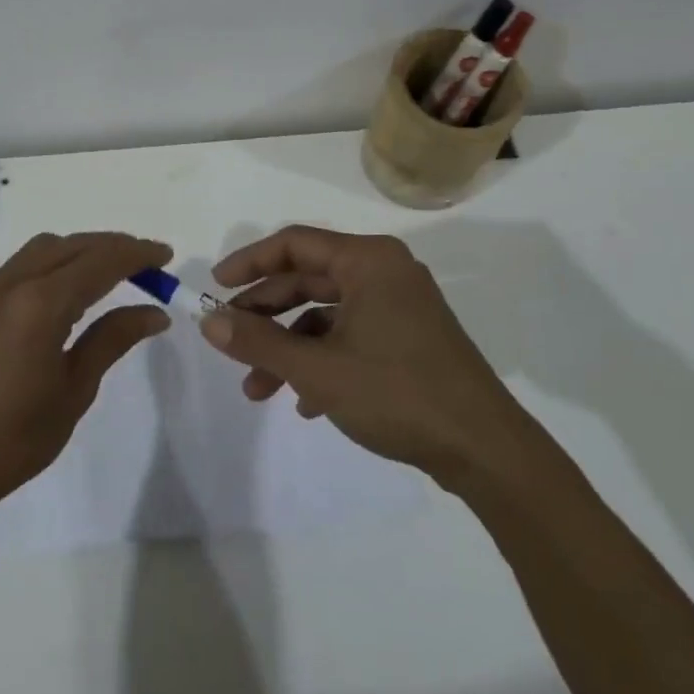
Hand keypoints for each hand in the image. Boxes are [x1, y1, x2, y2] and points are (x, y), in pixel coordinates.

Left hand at [0, 232, 171, 525]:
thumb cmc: (13, 438)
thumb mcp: (74, 390)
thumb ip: (113, 340)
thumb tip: (154, 312)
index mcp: (41, 304)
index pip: (101, 262)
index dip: (137, 254)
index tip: (166, 256)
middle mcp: (12, 283)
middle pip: (73, 245)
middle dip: (113, 247)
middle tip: (147, 264)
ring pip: (43, 249)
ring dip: (81, 250)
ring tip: (110, 272)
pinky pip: (21, 265)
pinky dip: (53, 263)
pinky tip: (66, 291)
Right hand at [202, 225, 536, 490]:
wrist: (485, 450)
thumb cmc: (397, 394)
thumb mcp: (317, 369)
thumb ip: (258, 341)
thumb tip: (207, 321)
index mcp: (368, 261)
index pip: (294, 243)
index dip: (249, 262)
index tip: (215, 288)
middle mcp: (384, 272)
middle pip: (307, 279)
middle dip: (265, 315)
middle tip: (230, 341)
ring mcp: (399, 306)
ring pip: (326, 314)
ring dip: (288, 347)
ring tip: (258, 389)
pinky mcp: (408, 338)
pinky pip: (350, 336)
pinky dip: (321, 361)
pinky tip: (305, 403)